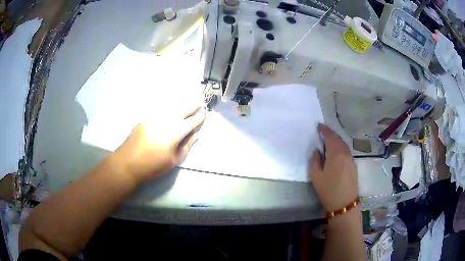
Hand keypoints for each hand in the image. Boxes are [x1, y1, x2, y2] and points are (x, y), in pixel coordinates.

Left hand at [113, 106, 205, 183]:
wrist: (128, 163)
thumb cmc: (153, 166)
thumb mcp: (173, 160)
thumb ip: (186, 145)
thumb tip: (195, 134)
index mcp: (174, 133)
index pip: (190, 121)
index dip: (199, 117)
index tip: (205, 112)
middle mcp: (165, 121)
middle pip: (182, 110)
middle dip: (192, 105)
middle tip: (200, 101)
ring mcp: (154, 118)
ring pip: (171, 107)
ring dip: (181, 104)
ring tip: (188, 101)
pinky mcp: (145, 118)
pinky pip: (160, 109)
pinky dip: (169, 106)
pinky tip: (172, 106)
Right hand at [309, 124, 358, 211]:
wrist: (344, 203)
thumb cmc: (328, 190)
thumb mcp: (316, 176)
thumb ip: (314, 161)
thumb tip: (316, 151)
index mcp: (336, 154)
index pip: (330, 136)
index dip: (324, 130)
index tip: (318, 126)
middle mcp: (345, 153)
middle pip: (338, 139)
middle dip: (330, 134)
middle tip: (322, 133)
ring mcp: (351, 159)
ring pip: (343, 144)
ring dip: (336, 141)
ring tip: (327, 142)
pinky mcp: (353, 165)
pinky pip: (346, 151)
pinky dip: (340, 147)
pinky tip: (335, 152)